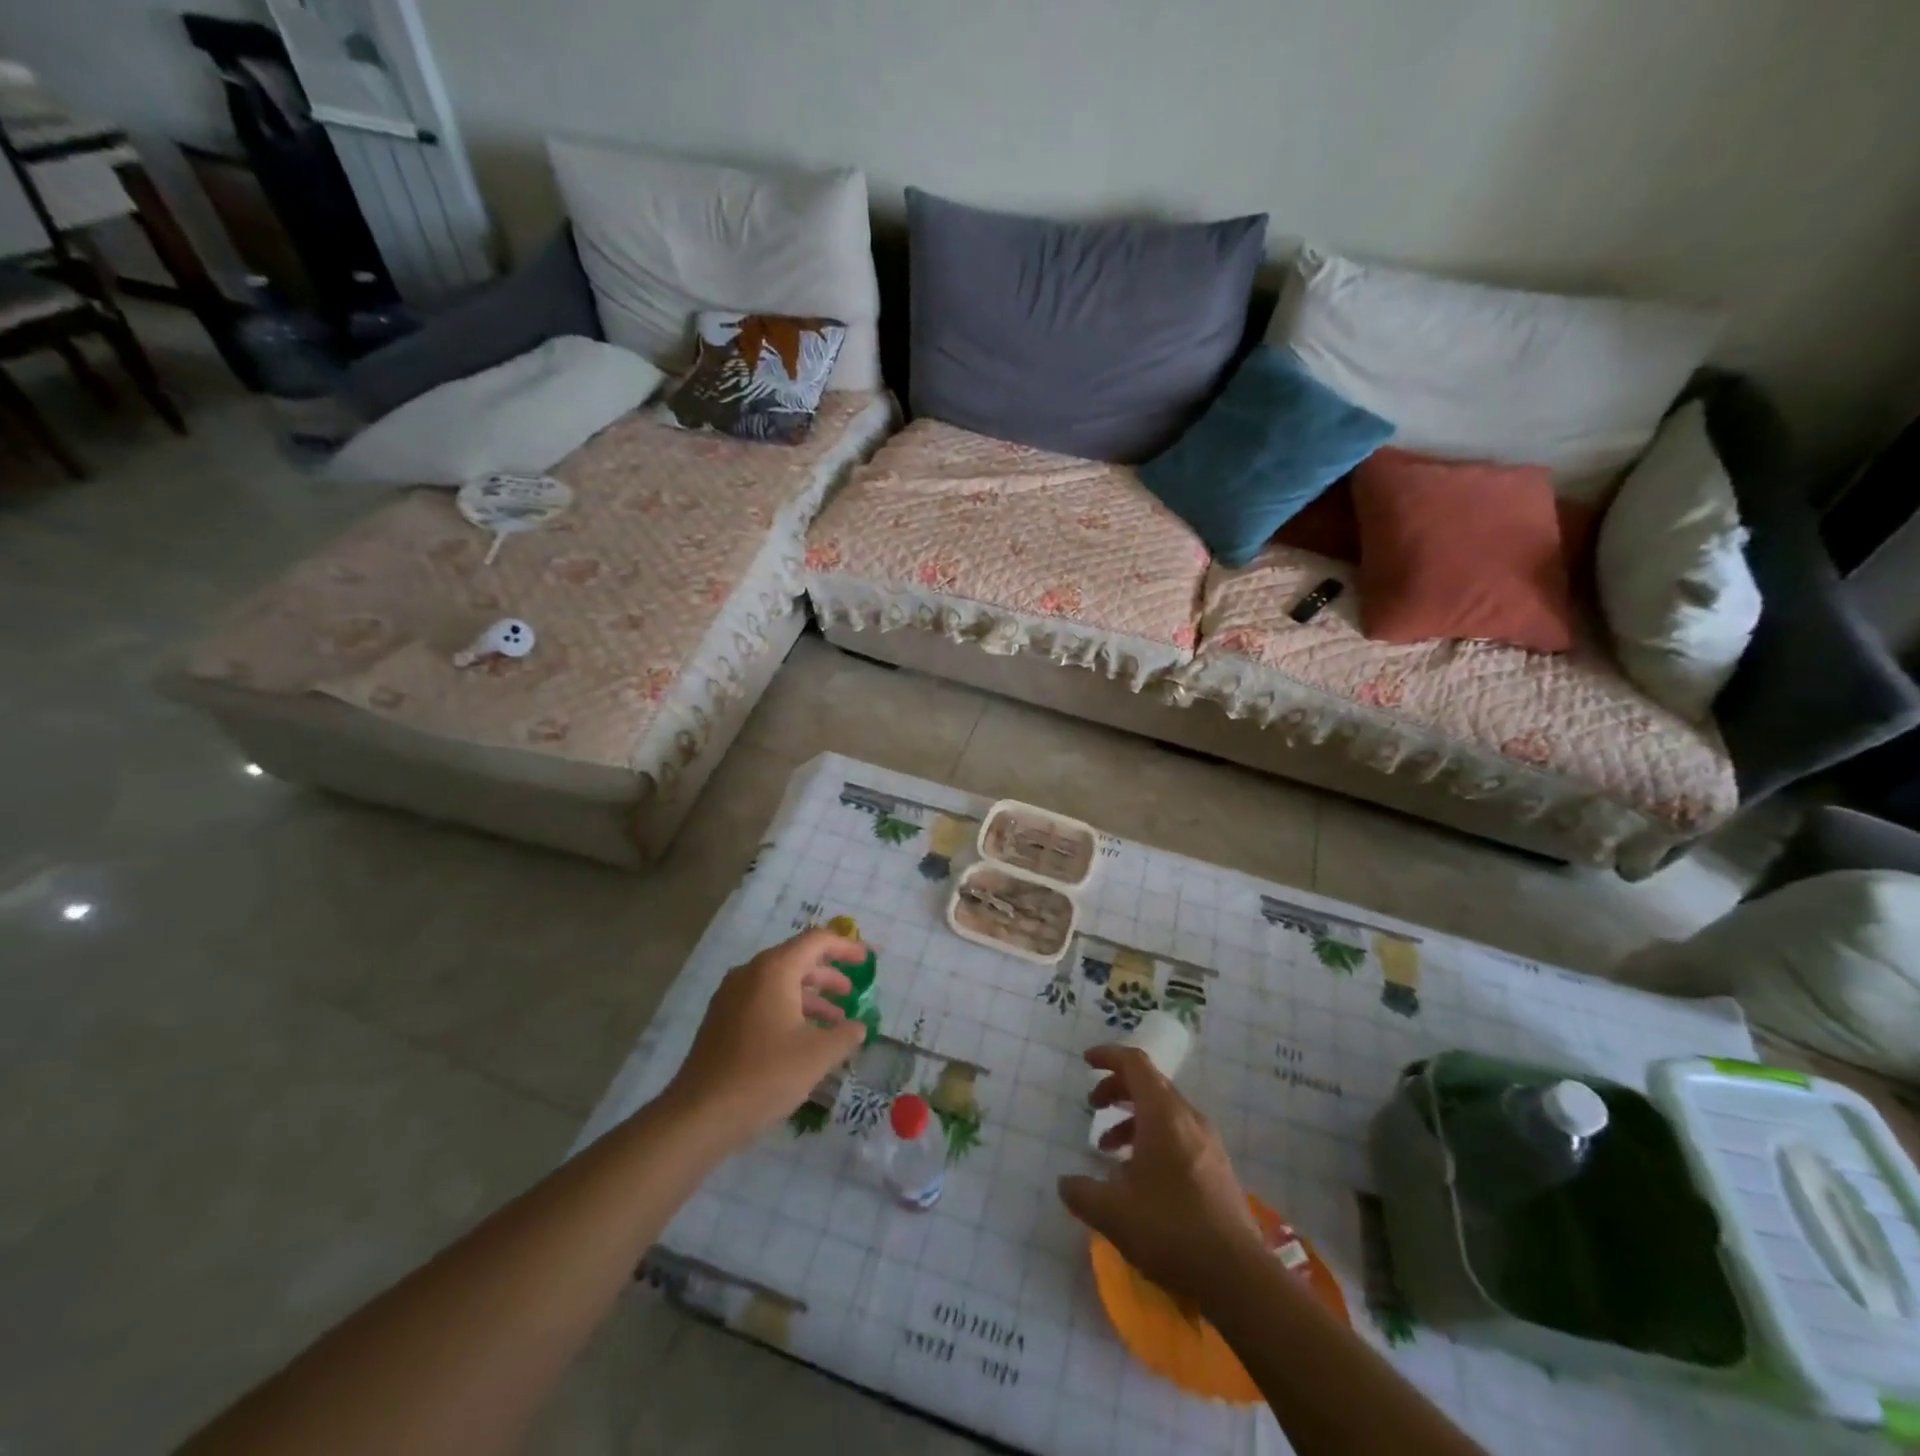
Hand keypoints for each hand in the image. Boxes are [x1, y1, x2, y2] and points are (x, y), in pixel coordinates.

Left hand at [661, 929, 867, 1147]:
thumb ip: (845, 1034)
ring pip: (780, 983)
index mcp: (774, 970)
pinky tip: (803, 1038)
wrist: (701, 1114)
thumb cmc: (766, 1074)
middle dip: (828, 975)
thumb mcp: (818, 1054)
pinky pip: (763, 1001)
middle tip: (853, 992)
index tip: (868, 960)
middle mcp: (750, 973)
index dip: (846, 947)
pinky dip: (789, 1009)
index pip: (817, 941)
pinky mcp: (722, 1020)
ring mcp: (731, 996)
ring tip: (835, 1021)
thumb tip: (858, 1027)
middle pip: (797, 959)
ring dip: (810, 997)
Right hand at [1057, 1046, 1263, 1305]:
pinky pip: (1179, 1134)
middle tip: (1093, 1107)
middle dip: (1117, 1089)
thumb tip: (1065, 1183)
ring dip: (1133, 1118)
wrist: (1239, 1276)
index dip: (1108, 1056)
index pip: (1135, 1063)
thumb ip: (1082, 1193)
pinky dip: (1153, 1138)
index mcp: (1163, 1114)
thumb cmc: (1171, 1230)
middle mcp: (1188, 1118)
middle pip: (1149, 1084)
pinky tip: (1140, 1177)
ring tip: (1110, 1150)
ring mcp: (1208, 1143)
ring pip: (1164, 1111)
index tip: (1086, 1061)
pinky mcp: (1218, 1168)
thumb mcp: (1113, 1213)